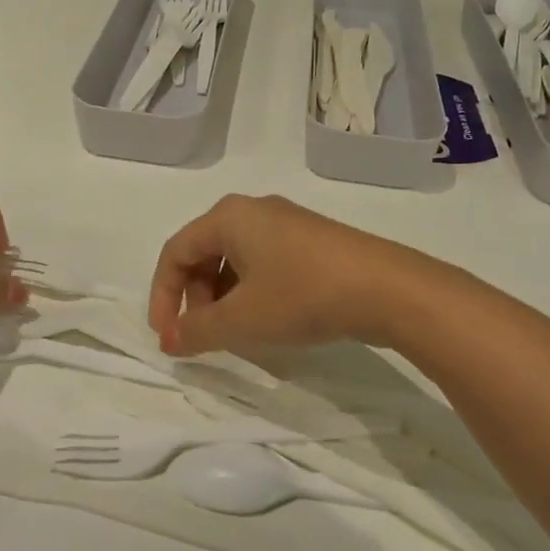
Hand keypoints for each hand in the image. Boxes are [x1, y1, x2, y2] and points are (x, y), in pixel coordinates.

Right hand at [148, 194, 431, 354]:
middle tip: (205, 337)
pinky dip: (252, 292)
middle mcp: (253, 211)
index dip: (163, 296)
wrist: (386, 288)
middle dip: (196, 298)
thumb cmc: (301, 295)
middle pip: (204, 253)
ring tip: (236, 334)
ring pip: (235, 260)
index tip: (168, 337)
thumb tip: (170, 340)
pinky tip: (269, 320)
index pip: (175, 252)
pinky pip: (264, 263)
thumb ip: (197, 331)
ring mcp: (286, 223)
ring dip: (224, 298)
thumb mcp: (241, 320)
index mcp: (228, 217)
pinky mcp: (311, 240)